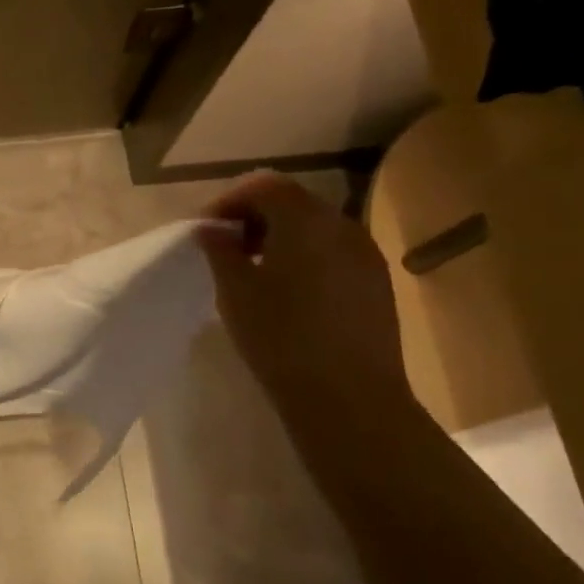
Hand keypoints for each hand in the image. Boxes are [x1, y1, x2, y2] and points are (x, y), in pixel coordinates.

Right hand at [198, 171, 411, 424]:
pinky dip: (304, 257)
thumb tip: (211, 228)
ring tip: (253, 272)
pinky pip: (333, 252)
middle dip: (254, 216)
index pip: (265, 185)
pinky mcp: (376, 283)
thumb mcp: (236, 293)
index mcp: (306, 221)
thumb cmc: (281, 339)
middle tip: (225, 249)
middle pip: (293, 201)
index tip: (206, 231)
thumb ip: (220, 251)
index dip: (230, 200)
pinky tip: (287, 293)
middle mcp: (342, 226)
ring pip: (315, 228)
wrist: (349, 398)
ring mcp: (366, 255)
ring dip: (280, 237)